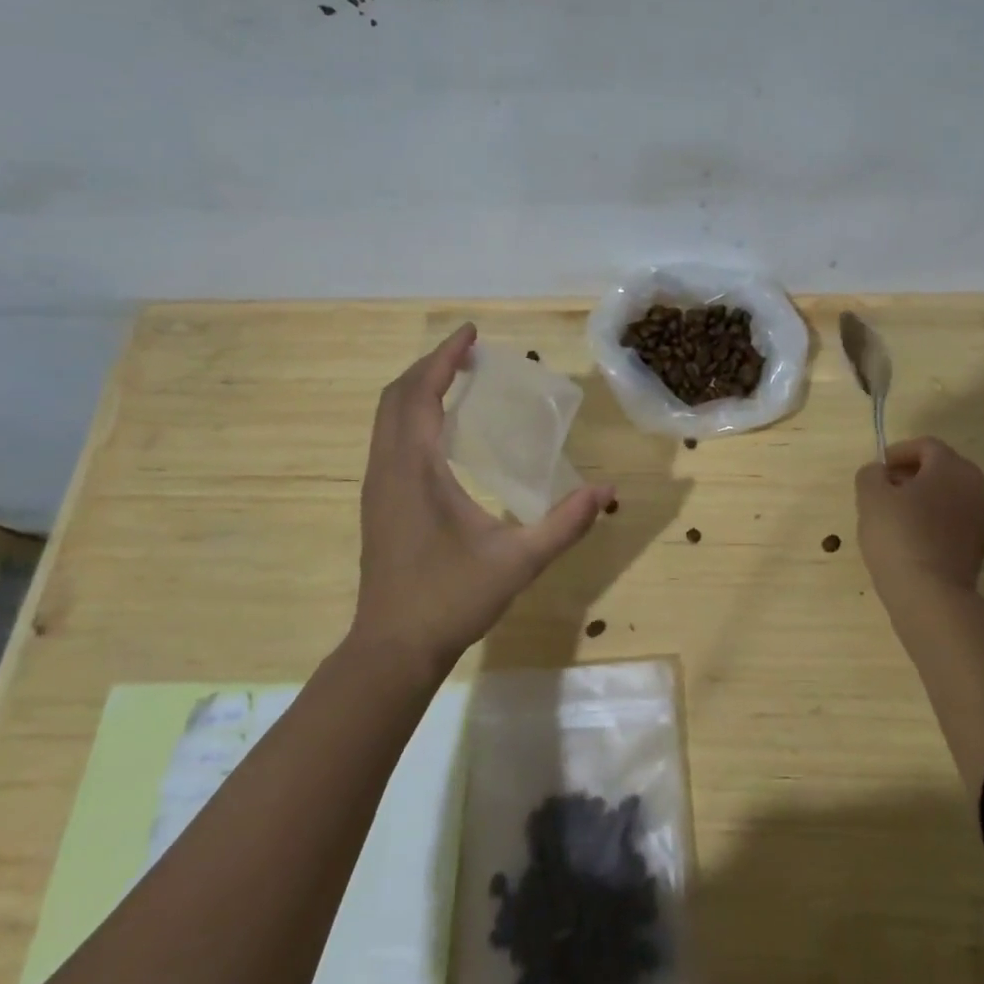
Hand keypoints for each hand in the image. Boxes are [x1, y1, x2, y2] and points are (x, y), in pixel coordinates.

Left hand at [353, 323, 614, 670]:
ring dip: (418, 389)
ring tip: (457, 379)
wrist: (393, 650)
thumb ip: (565, 523)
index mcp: (414, 470)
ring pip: (387, 418)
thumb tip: (606, 491)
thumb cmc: (451, 600)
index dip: (444, 358)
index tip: (471, 333)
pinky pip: (389, 439)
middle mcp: (387, 469)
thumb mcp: (518, 561)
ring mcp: (377, 487)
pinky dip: (412, 415)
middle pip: (396, 397)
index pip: (420, 394)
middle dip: (430, 366)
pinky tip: (442, 429)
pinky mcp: (378, 504)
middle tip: (469, 352)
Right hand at [855, 437, 983, 597]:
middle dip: (913, 474)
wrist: (931, 594)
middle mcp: (978, 486)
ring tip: (897, 514)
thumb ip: (871, 474)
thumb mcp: (870, 496)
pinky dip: (937, 518)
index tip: (878, 469)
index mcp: (953, 467)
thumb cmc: (899, 535)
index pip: (926, 446)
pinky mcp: (983, 545)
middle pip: (943, 468)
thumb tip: (880, 472)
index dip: (898, 452)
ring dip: (926, 497)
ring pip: (951, 494)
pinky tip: (913, 535)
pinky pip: (957, 519)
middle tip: (885, 489)